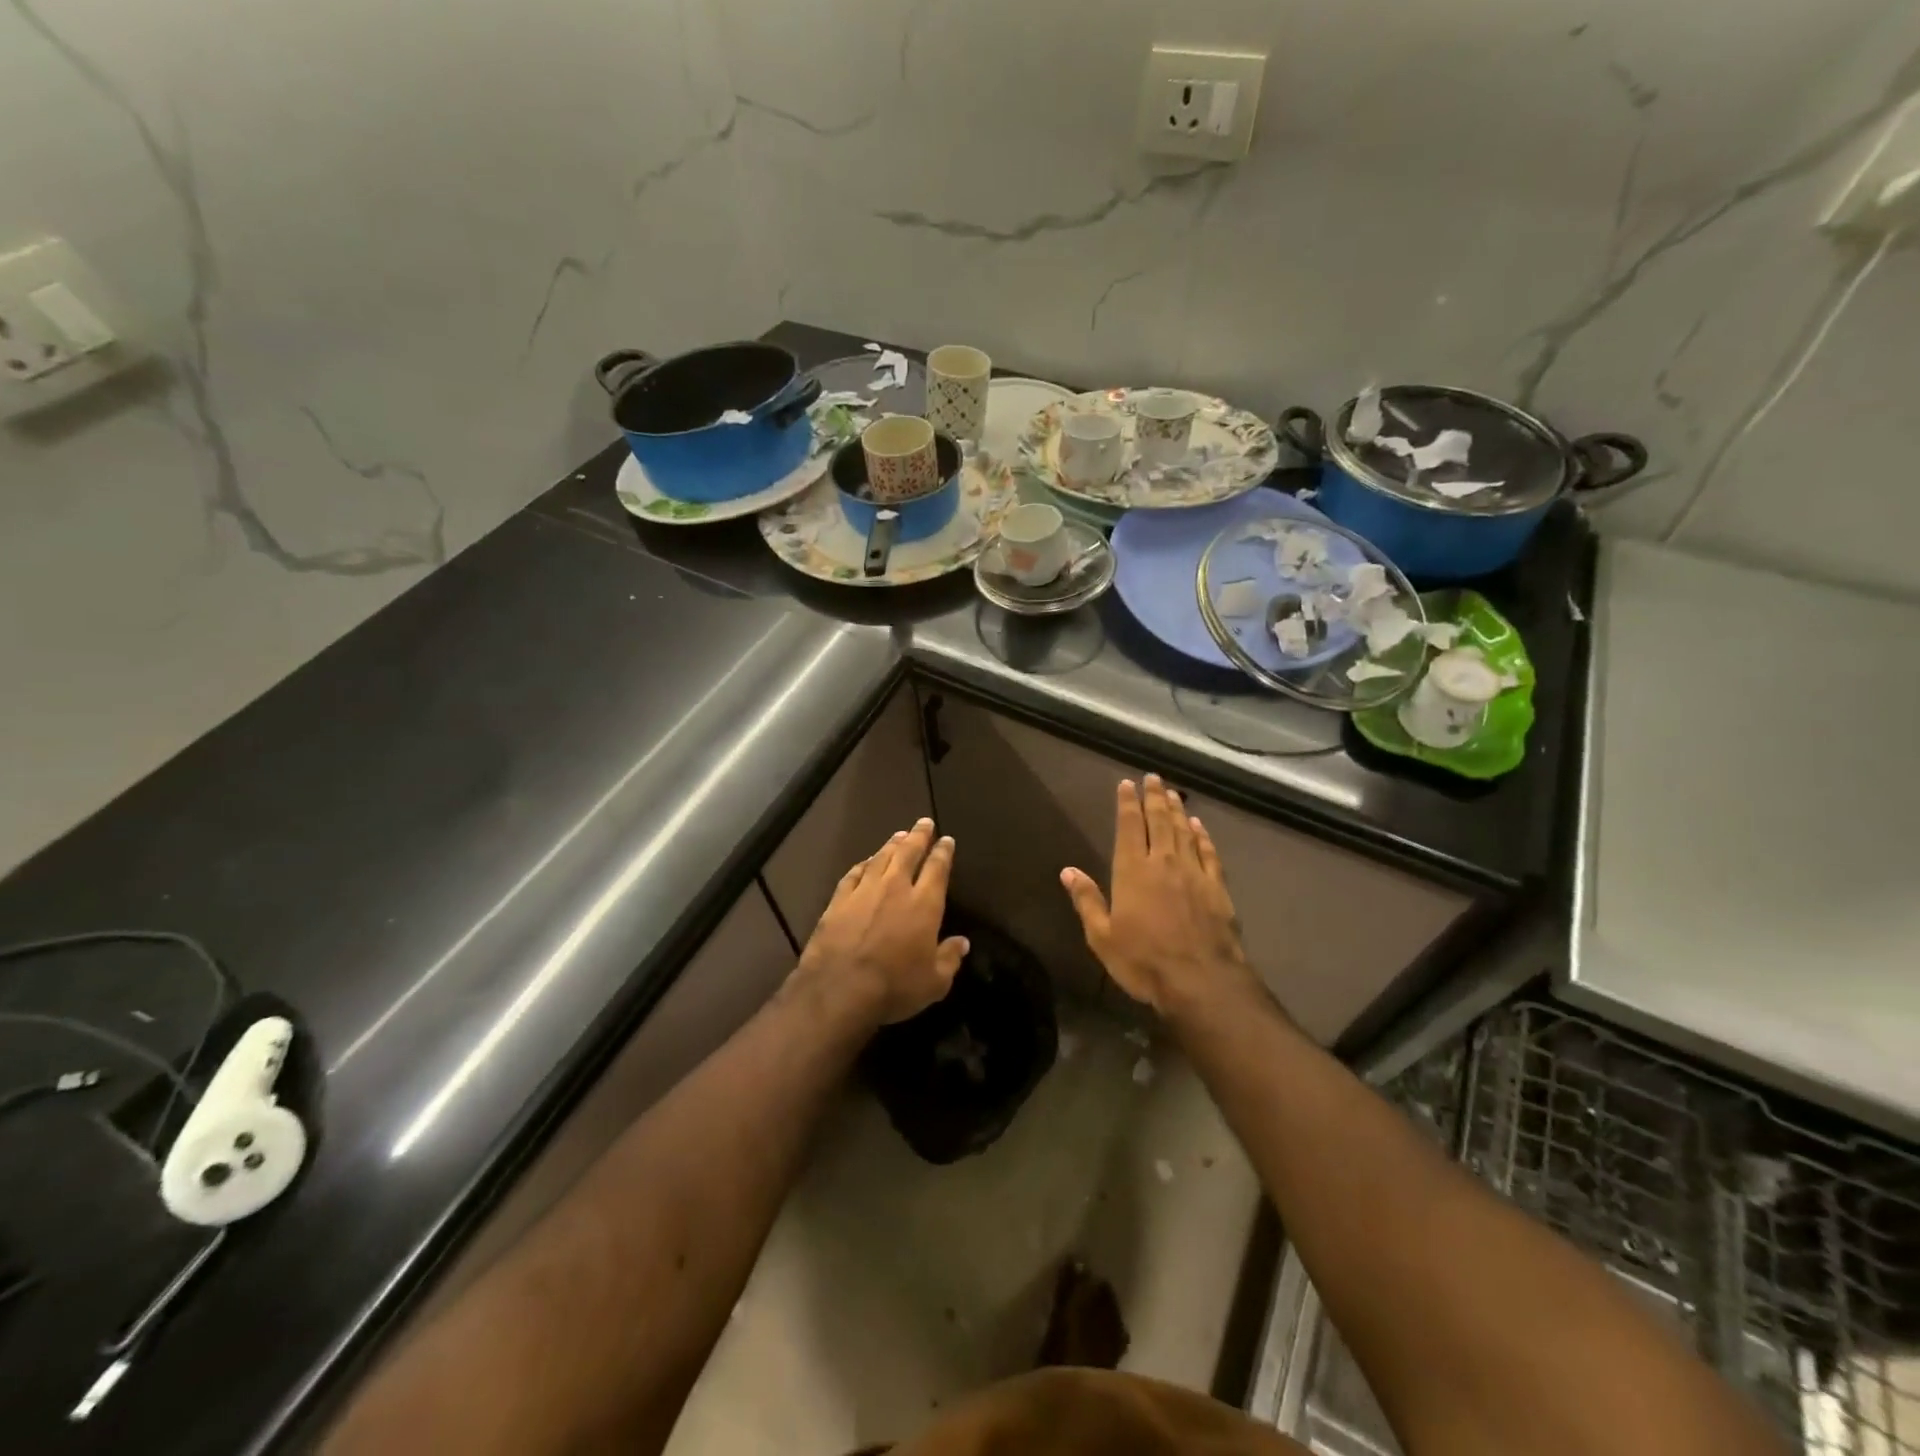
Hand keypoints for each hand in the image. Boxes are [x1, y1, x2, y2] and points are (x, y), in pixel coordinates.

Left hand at [796, 818, 968, 1024]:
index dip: (943, 852)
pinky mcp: (839, 900)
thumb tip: (962, 943)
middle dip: (918, 836)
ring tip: (899, 835)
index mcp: (924, 904)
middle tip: (924, 822)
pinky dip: (863, 865)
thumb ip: (949, 959)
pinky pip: (854, 874)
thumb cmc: (894, 987)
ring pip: (881, 858)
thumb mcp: (934, 982)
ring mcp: (864, 891)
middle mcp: (895, 888)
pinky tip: (866, 862)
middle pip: (908, 853)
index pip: (937, 869)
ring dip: (892, 845)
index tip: (946, 840)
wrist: (839, 989)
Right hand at [1060, 775, 1254, 1017]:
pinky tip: (1200, 827)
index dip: (1128, 803)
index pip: (1129, 827)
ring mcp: (1194, 873)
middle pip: (1159, 821)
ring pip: (1184, 832)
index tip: (1128, 784)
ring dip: (1178, 811)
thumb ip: (1087, 900)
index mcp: (1132, 871)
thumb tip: (1068, 871)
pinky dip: (1203, 836)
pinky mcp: (1217, 887)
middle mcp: (1164, 862)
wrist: (1201, 981)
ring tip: (1173, 794)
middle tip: (1153, 778)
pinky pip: (1209, 853)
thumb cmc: (1144, 961)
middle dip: (1154, 798)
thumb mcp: (1102, 937)